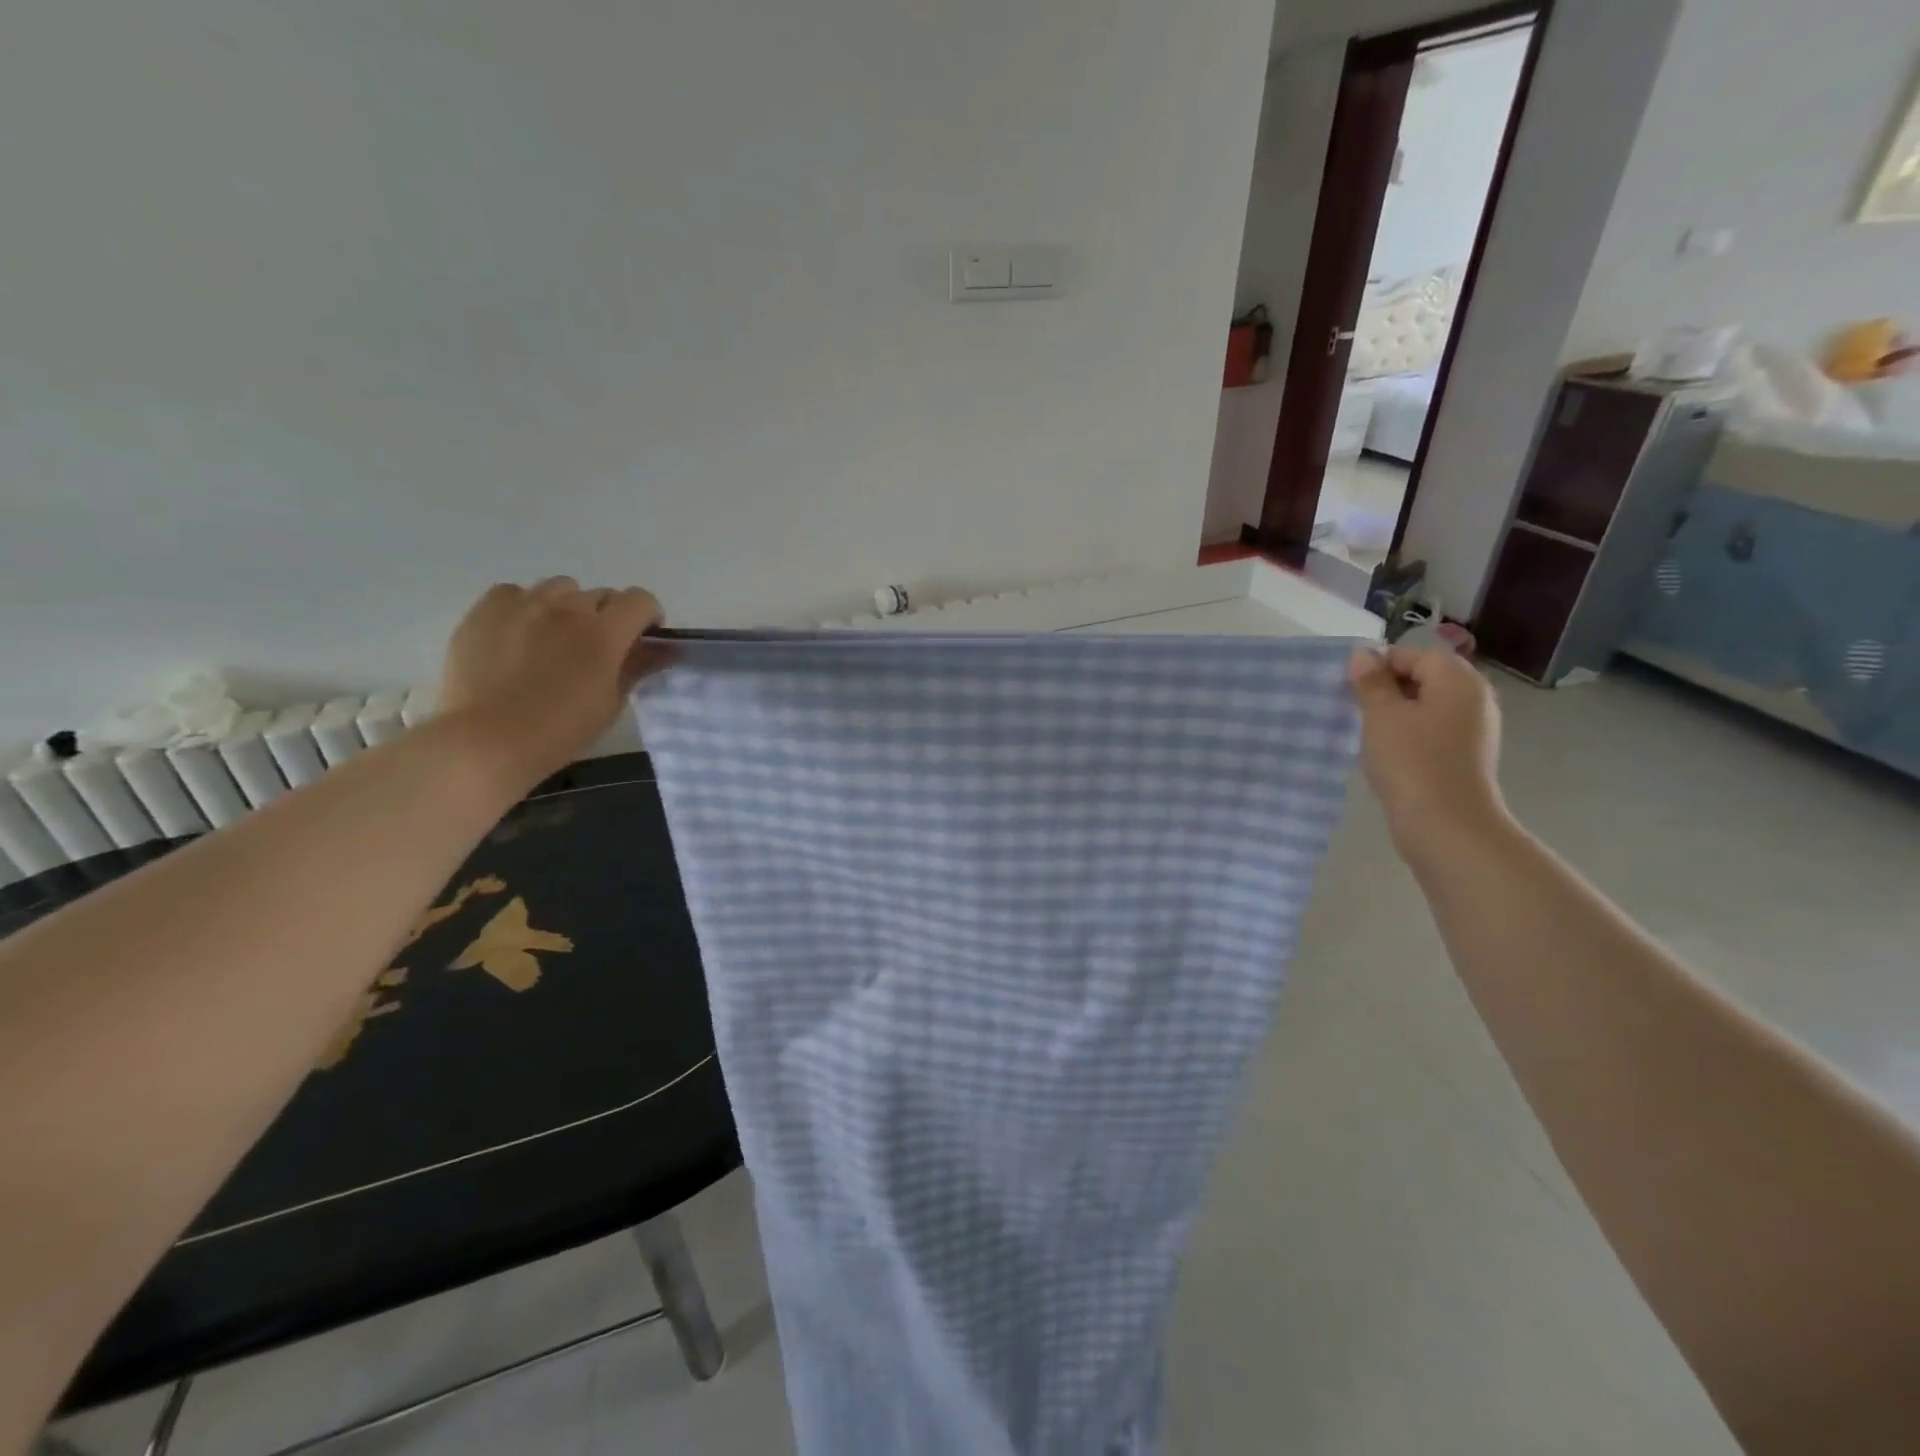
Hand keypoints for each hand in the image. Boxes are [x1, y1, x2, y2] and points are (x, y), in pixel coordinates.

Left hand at [437, 578, 668, 791]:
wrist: (487, 740)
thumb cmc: (561, 730)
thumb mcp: (611, 703)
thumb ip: (637, 667)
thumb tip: (662, 650)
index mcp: (605, 632)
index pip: (641, 600)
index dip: (647, 616)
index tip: (641, 639)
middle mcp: (568, 608)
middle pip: (602, 594)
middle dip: (608, 616)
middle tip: (596, 648)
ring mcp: (524, 604)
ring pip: (560, 588)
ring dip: (568, 607)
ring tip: (554, 637)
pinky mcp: (486, 609)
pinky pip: (515, 593)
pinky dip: (525, 606)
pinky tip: (519, 633)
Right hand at [1347, 645, 1508, 863]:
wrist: (1446, 824)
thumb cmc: (1411, 761)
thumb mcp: (1381, 715)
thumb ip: (1371, 682)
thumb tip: (1363, 655)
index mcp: (1458, 680)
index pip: (1414, 655)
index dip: (1380, 666)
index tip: (1351, 689)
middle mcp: (1474, 698)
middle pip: (1424, 678)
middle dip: (1387, 690)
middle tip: (1356, 710)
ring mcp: (1474, 729)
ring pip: (1427, 707)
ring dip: (1396, 715)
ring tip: (1368, 733)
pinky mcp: (1466, 756)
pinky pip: (1433, 732)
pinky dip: (1409, 736)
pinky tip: (1388, 754)